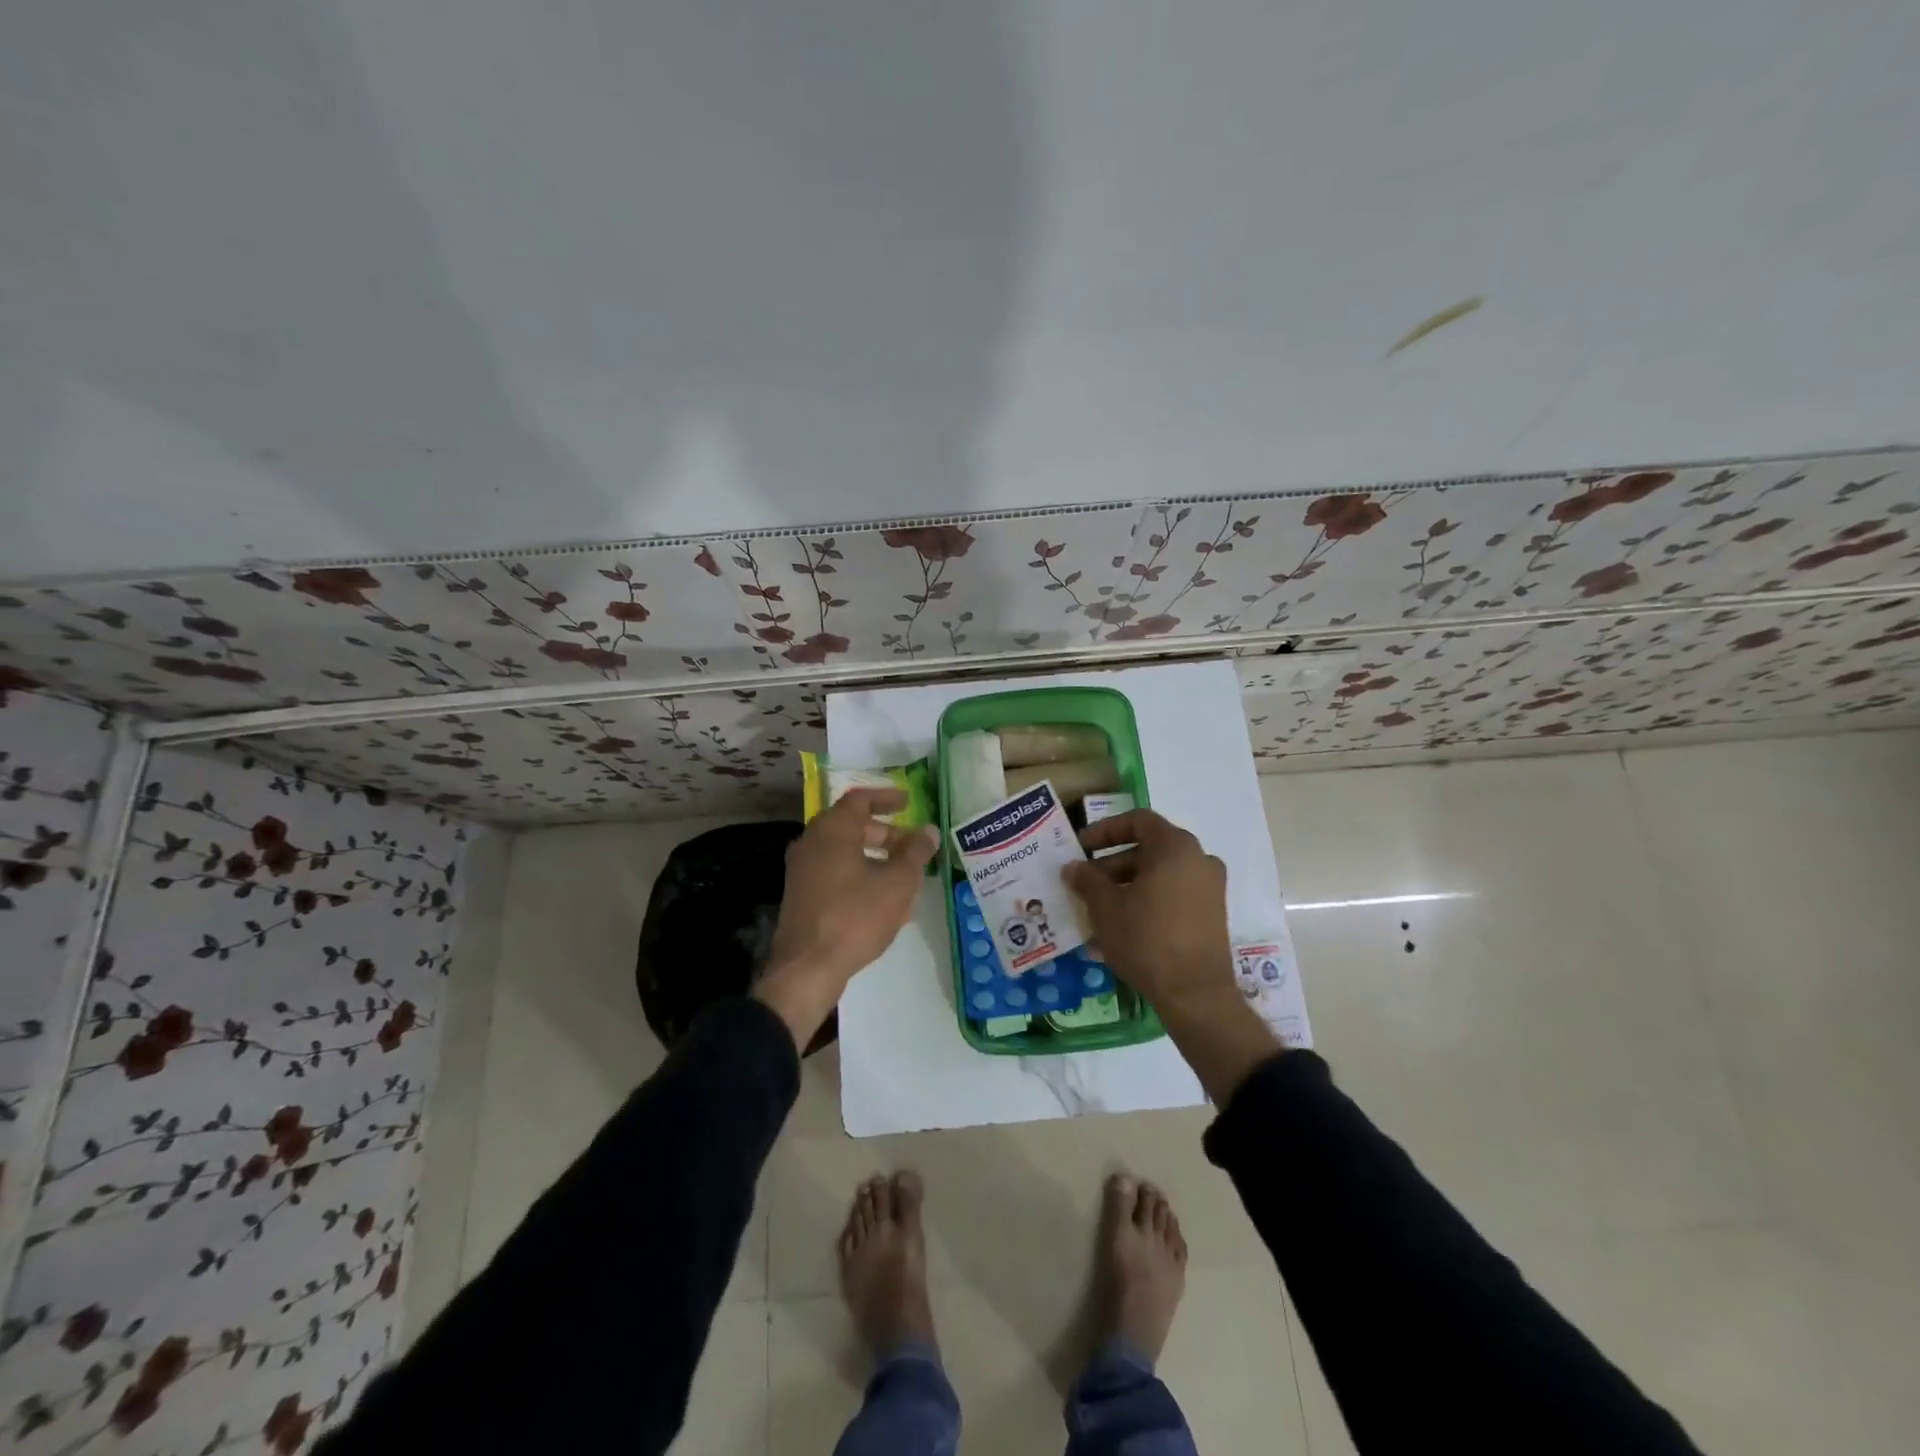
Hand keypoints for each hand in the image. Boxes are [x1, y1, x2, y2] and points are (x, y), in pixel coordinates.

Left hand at [755, 788, 937, 1048]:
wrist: (807, 968)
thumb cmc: (855, 916)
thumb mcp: (897, 882)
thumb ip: (915, 852)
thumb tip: (928, 831)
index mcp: (832, 830)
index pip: (860, 800)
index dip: (886, 798)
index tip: (908, 802)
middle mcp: (812, 843)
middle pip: (852, 827)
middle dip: (886, 834)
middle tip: (912, 846)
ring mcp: (803, 871)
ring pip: (845, 854)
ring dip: (876, 860)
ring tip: (905, 878)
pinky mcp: (802, 896)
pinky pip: (836, 875)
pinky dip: (861, 877)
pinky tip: (884, 903)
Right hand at [1065, 809, 1235, 1016]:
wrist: (1195, 994)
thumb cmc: (1146, 938)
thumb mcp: (1106, 907)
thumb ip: (1087, 880)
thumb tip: (1073, 867)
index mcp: (1175, 847)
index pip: (1138, 821)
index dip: (1106, 830)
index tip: (1082, 847)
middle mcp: (1198, 860)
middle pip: (1149, 849)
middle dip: (1113, 864)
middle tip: (1085, 883)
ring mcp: (1210, 888)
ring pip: (1160, 875)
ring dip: (1127, 886)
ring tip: (1098, 909)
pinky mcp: (1212, 915)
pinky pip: (1173, 896)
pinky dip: (1148, 902)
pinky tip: (1122, 928)